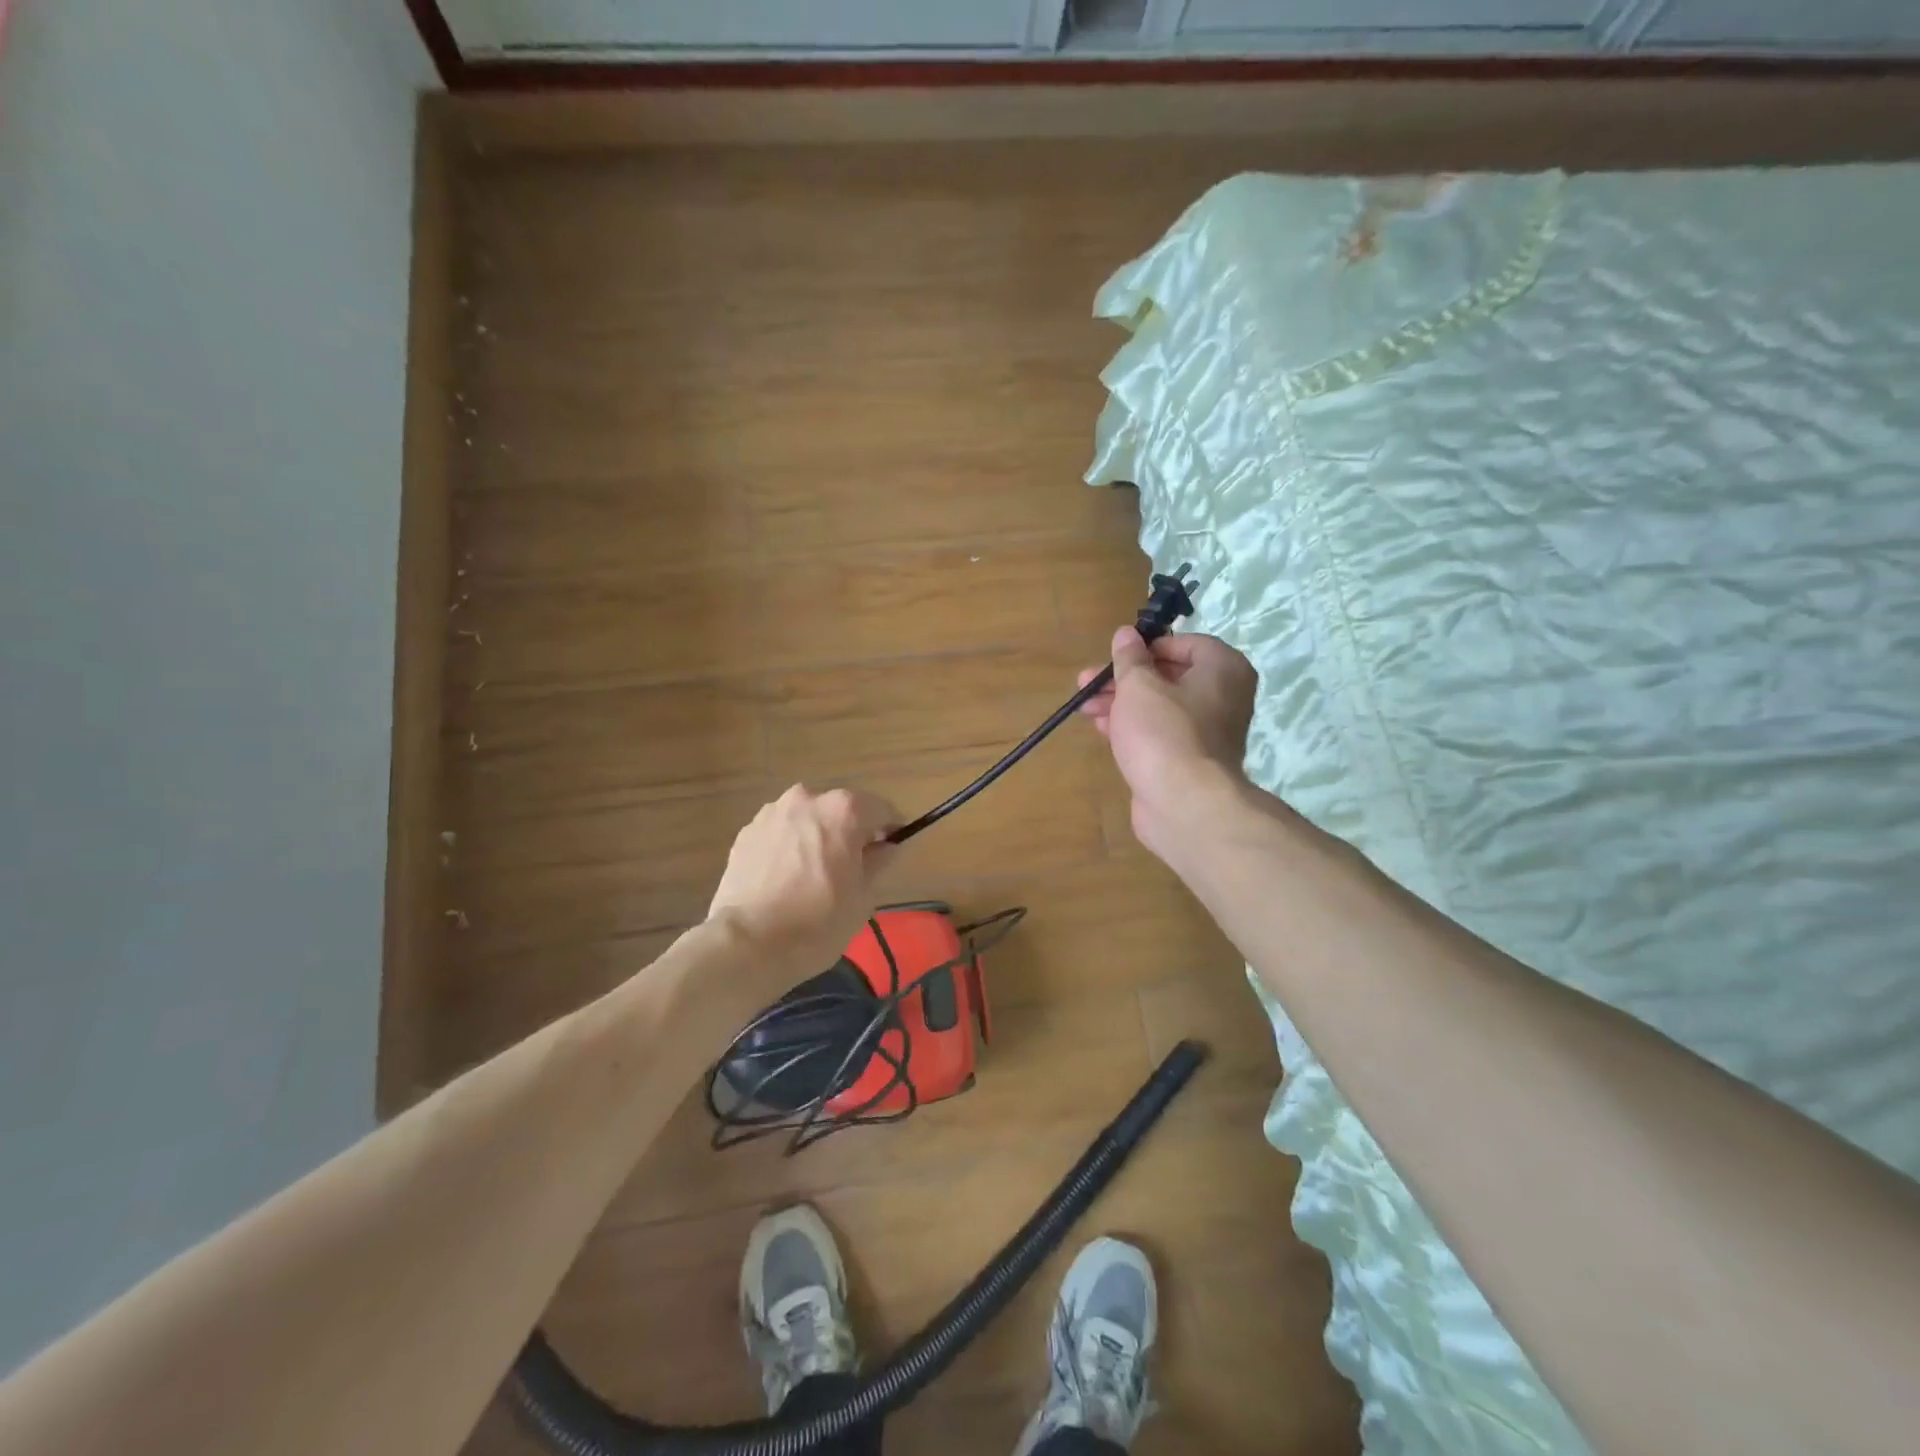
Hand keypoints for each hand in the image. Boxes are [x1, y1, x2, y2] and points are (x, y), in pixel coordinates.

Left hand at [708, 785, 900, 977]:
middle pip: (842, 810)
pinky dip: (790, 847)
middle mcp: (808, 798)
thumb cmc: (818, 921)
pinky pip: (782, 833)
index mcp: (844, 809)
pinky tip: (786, 880)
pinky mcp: (747, 832)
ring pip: (809, 820)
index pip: (882, 811)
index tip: (890, 854)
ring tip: (814, 876)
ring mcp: (772, 812)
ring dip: (818, 837)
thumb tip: (888, 846)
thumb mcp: (863, 896)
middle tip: (852, 870)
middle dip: (851, 833)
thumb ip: (880, 861)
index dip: (891, 832)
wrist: (748, 943)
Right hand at [1079, 627, 1257, 861]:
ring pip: (1159, 707)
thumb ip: (1130, 658)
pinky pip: (1159, 733)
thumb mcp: (1138, 686)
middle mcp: (1223, 697)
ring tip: (1084, 706)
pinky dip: (1132, 728)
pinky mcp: (1189, 760)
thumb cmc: (1163, 732)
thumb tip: (1126, 634)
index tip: (1116, 657)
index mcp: (1223, 669)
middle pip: (1167, 677)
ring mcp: (1207, 732)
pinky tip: (1102, 728)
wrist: (1183, 804)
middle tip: (1087, 682)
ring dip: (1120, 703)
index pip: (1184, 644)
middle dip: (1123, 679)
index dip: (1146, 648)